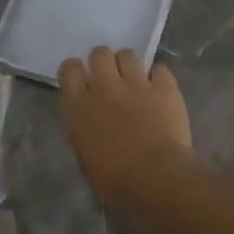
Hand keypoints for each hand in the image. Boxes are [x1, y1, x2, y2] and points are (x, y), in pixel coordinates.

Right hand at [57, 47, 193, 208]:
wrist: (155, 177)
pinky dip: (159, 77)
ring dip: (128, 65)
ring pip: (127, 54)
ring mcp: (136, 83)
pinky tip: (160, 89)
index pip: (69, 69)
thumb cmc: (114, 179)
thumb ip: (83, 127)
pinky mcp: (165, 87)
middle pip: (99, 54)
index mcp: (79, 106)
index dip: (75, 71)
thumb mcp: (84, 154)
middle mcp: (105, 86)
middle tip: (110, 78)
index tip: (82, 80)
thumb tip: (89, 118)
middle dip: (103, 62)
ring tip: (135, 80)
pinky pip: (160, 69)